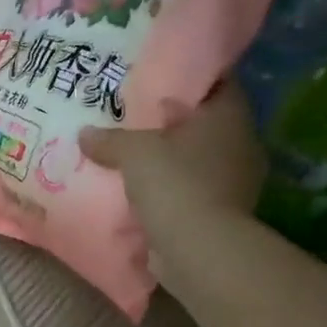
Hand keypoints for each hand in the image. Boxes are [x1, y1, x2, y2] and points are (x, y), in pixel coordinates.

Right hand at [78, 81, 265, 234]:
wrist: (198, 249)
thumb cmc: (175, 183)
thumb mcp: (133, 152)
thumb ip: (110, 139)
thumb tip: (85, 134)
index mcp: (229, 116)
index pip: (215, 82)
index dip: (187, 78)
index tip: (157, 80)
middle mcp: (241, 143)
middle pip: (204, 123)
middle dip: (172, 123)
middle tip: (135, 120)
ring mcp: (235, 182)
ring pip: (197, 160)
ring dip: (170, 161)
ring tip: (133, 159)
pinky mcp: (222, 214)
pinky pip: (191, 191)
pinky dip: (170, 191)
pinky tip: (142, 193)